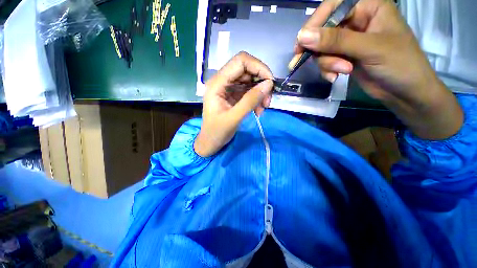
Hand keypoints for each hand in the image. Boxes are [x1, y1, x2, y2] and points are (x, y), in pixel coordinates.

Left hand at [194, 52, 273, 156]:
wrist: (210, 142)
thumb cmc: (217, 132)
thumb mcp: (233, 118)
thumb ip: (250, 101)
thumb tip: (269, 84)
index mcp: (217, 83)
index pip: (240, 61)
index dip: (258, 67)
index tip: (270, 83)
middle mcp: (223, 81)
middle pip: (247, 70)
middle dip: (261, 83)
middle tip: (267, 101)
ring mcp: (229, 88)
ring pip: (250, 81)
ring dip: (260, 93)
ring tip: (263, 109)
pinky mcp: (234, 95)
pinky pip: (250, 91)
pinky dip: (257, 99)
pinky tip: (258, 111)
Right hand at [293, 0, 462, 139]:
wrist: (405, 91)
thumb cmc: (399, 63)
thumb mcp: (369, 48)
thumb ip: (336, 41)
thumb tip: (303, 37)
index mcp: (367, 6)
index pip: (332, 7)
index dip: (314, 25)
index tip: (300, 46)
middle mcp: (356, 20)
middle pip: (323, 30)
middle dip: (321, 50)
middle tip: (316, 64)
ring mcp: (349, 40)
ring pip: (322, 48)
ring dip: (326, 63)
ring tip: (341, 72)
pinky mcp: (344, 56)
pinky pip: (325, 60)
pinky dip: (327, 70)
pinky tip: (335, 77)